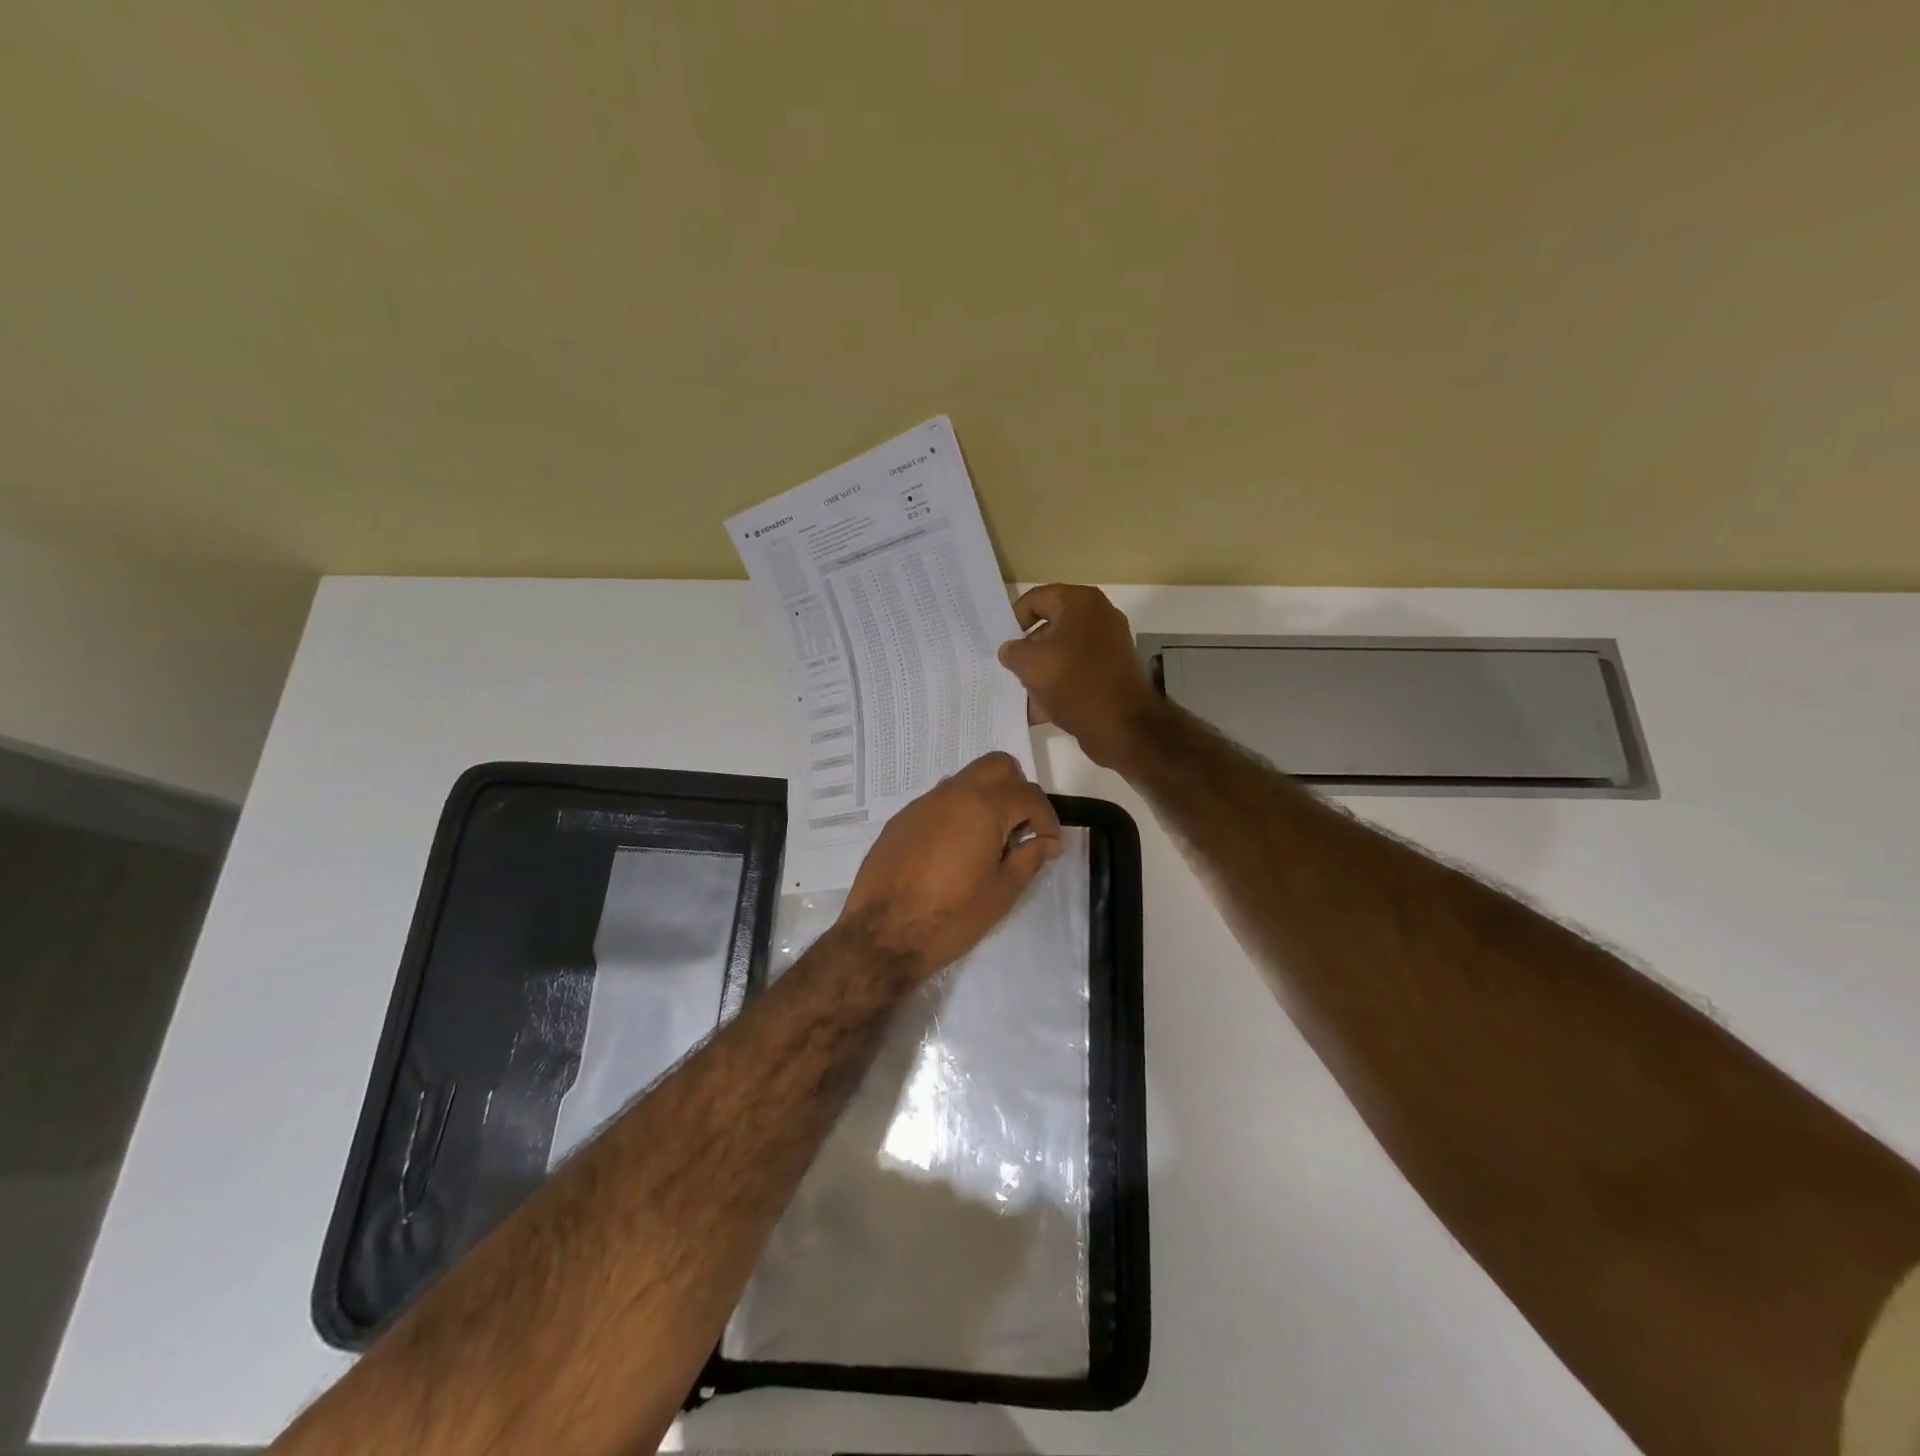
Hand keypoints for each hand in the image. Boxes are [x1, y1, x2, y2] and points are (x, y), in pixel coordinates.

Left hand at [840, 752, 1062, 984]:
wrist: (881, 934)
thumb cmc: (950, 917)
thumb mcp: (1001, 893)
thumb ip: (1029, 859)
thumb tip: (1044, 841)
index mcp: (983, 807)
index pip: (1029, 794)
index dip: (1047, 819)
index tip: (1049, 846)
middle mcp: (953, 793)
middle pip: (997, 766)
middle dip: (1017, 789)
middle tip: (1021, 828)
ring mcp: (923, 802)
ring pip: (966, 779)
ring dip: (986, 798)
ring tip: (989, 841)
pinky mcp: (902, 818)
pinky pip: (940, 800)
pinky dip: (958, 812)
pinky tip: (955, 850)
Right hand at [998, 584, 1166, 769]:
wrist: (1122, 726)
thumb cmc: (1074, 682)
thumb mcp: (1031, 664)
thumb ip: (1012, 652)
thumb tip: (1010, 650)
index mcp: (1081, 603)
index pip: (1036, 599)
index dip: (1014, 620)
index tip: (1003, 645)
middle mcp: (1099, 617)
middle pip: (1050, 627)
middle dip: (1027, 650)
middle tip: (1009, 671)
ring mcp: (1108, 646)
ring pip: (1061, 653)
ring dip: (1040, 672)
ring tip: (1020, 694)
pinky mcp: (1111, 673)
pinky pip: (1076, 673)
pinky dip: (1057, 687)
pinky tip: (1037, 710)